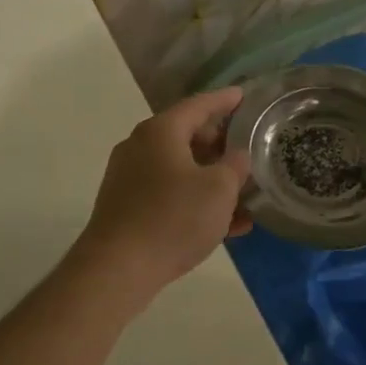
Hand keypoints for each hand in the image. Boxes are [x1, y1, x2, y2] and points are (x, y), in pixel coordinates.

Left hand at [72, 87, 252, 303]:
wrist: (118, 268)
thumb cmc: (173, 218)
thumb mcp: (219, 189)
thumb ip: (235, 166)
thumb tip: (237, 156)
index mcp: (161, 132)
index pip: (198, 105)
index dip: (224, 100)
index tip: (244, 95)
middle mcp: (140, 147)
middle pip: (187, 136)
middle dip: (220, 144)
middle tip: (247, 150)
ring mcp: (130, 179)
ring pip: (181, 170)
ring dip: (212, 180)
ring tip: (245, 194)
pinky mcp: (127, 208)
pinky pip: (170, 196)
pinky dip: (196, 202)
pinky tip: (228, 226)